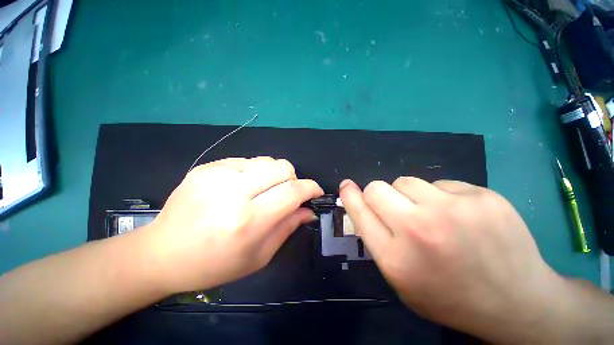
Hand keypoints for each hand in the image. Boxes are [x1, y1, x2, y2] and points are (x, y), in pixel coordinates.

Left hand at [143, 157, 322, 293]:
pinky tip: (243, 187)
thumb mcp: (259, 255)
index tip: (316, 191)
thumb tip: (309, 209)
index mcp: (248, 220)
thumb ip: (288, 227)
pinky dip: (255, 172)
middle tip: (287, 193)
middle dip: (293, 178)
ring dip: (274, 175)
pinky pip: (247, 161)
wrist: (162, 253)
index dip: (310, 188)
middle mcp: (234, 192)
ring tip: (264, 191)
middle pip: (282, 167)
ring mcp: (217, 175)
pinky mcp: (207, 167)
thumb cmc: (214, 263)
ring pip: (267, 160)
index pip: (293, 192)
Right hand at [339, 178, 565, 342]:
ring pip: (407, 180)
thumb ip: (376, 239)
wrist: (517, 302)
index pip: (360, 212)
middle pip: (377, 188)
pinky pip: (441, 183)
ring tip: (433, 215)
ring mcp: (454, 210)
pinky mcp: (482, 196)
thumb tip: (361, 204)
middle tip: (396, 209)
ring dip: (410, 195)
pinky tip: (461, 216)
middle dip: (379, 194)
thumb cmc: (449, 295)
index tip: (346, 185)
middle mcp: (419, 229)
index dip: (350, 195)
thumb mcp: (402, 278)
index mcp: (396, 257)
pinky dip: (442, 197)